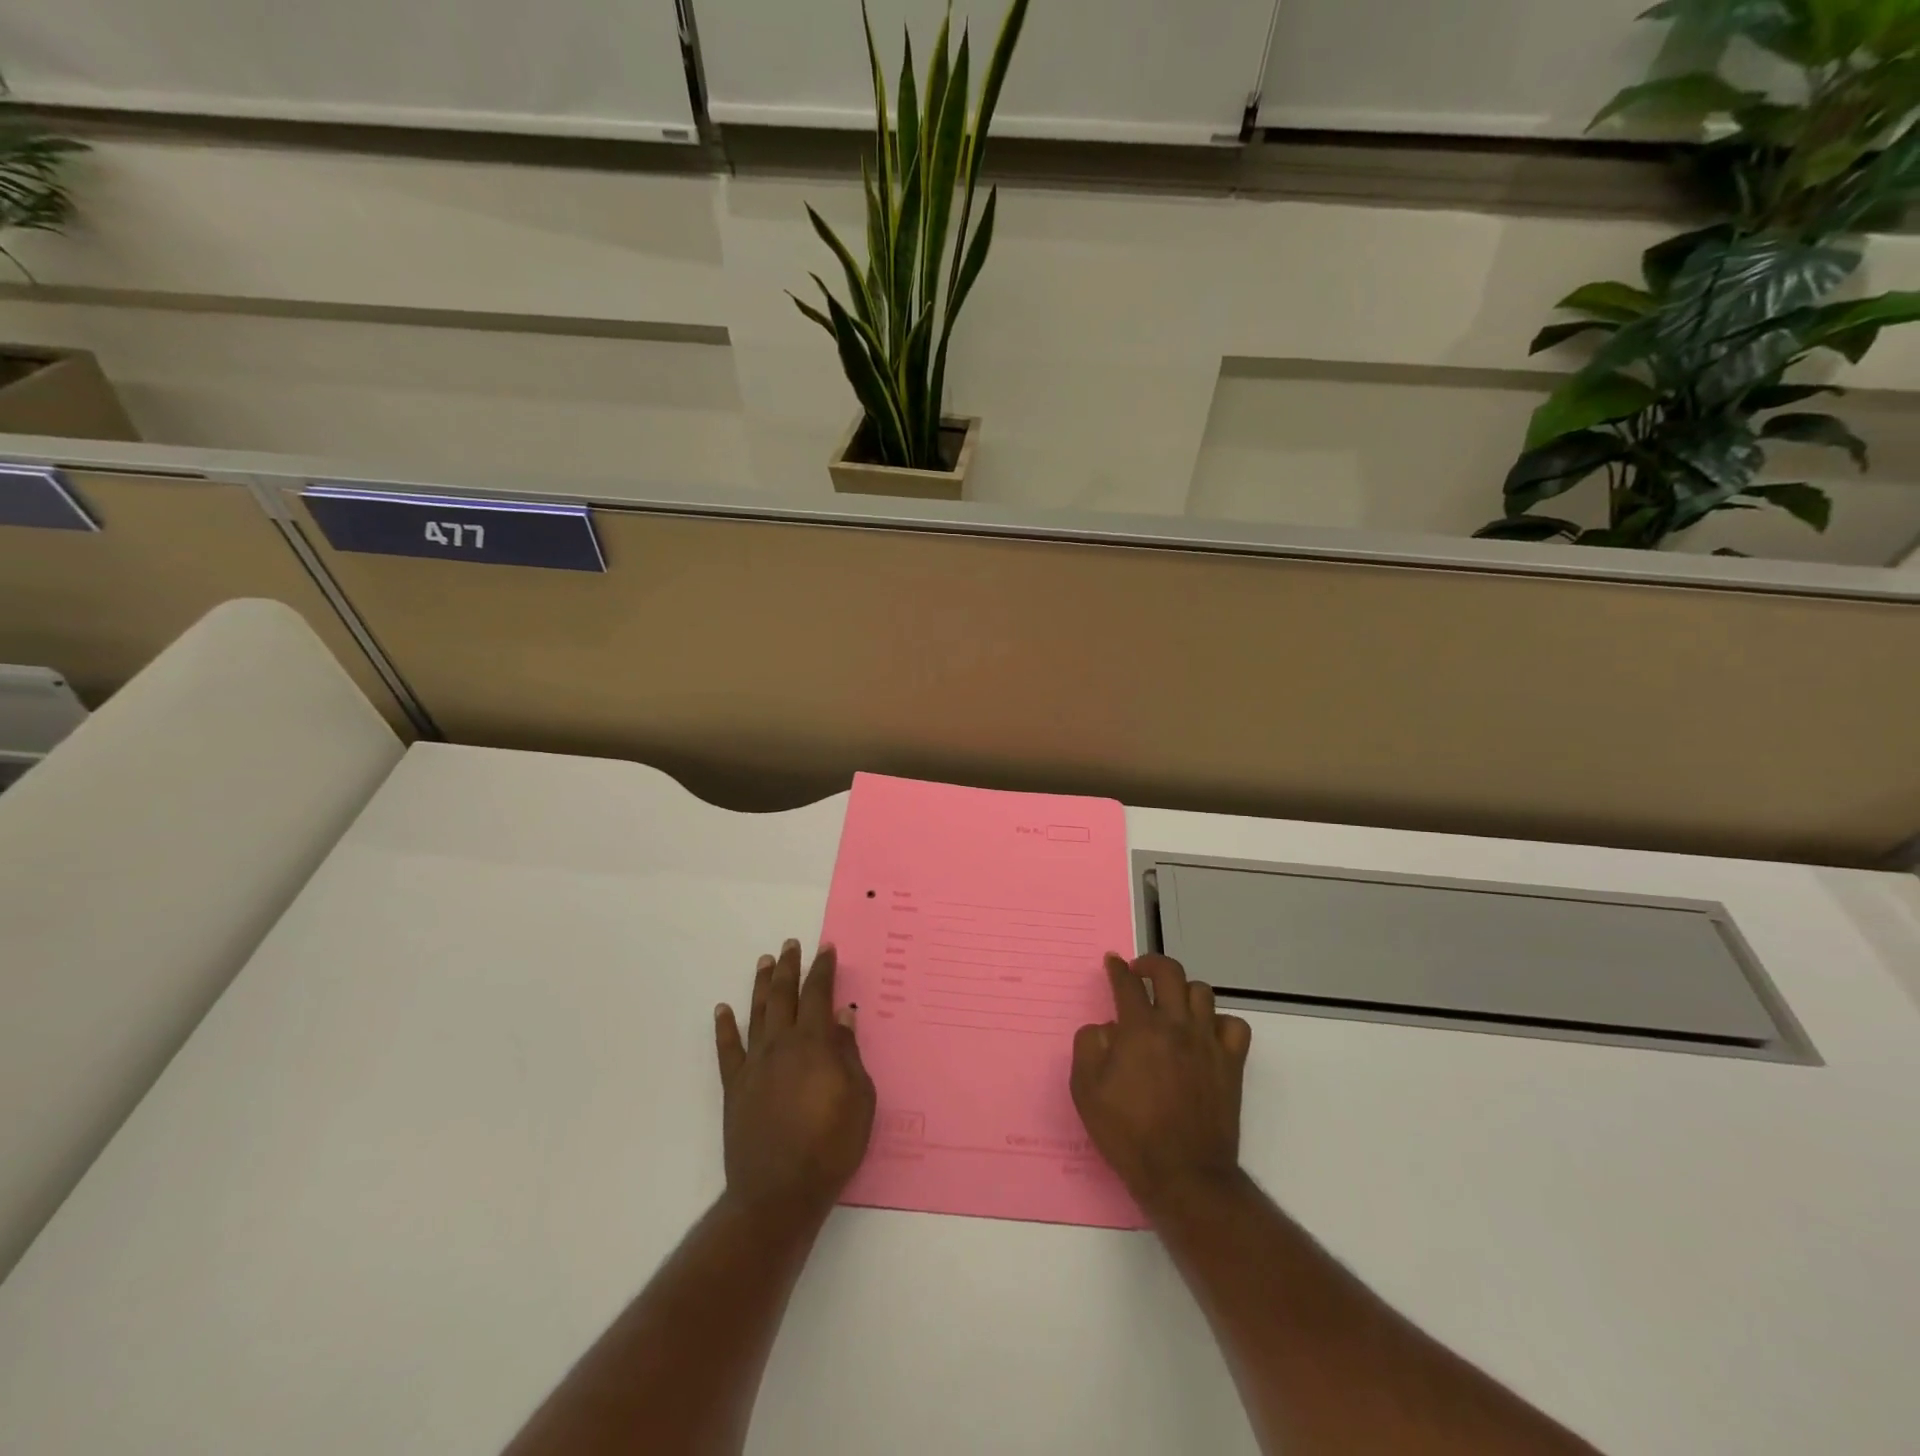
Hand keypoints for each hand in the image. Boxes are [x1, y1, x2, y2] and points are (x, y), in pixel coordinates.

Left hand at [714, 940, 875, 1222]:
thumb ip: (849, 1053)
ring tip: (765, 961)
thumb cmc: (830, 1146)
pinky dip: (725, 1027)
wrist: (779, 1193)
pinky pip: (728, 1049)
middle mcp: (781, 1045)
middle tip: (791, 944)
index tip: (826, 949)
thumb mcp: (859, 1099)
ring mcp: (754, 1065)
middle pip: (784, 996)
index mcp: (814, 1044)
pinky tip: (723, 1009)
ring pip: (757, 1013)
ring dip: (761, 985)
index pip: (818, 995)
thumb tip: (844, 1015)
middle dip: (789, 967)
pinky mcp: (735, 1087)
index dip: (822, 970)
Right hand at [1071, 954, 1252, 1210]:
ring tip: (1172, 1004)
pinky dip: (1220, 1022)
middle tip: (1140, 972)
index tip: (1113, 963)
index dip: (1117, 969)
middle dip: (1151, 964)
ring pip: (1202, 992)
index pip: (1128, 983)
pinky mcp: (1231, 1064)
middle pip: (1169, 972)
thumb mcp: (1086, 1091)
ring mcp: (1207, 1043)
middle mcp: (1176, 1025)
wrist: (1182, 1175)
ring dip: (1183, 991)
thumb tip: (1105, 1028)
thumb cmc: (1128, 1133)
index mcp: (1139, 1028)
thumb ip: (1088, 1046)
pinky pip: (1234, 1026)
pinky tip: (1206, 1033)